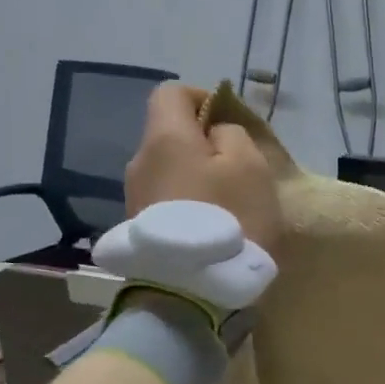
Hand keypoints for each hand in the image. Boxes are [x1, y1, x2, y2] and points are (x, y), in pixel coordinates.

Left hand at [124, 84, 282, 253]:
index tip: (230, 123)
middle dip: (203, 145)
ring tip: (226, 205)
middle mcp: (139, 161)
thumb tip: (216, 134)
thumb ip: (234, 135)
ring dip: (195, 178)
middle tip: (237, 171)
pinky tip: (209, 228)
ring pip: (169, 171)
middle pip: (170, 136)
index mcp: (165, 137)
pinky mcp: (138, 230)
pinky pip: (166, 201)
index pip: (172, 93)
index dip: (203, 99)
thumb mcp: (250, 166)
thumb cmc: (228, 218)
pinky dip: (187, 204)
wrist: (191, 290)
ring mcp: (134, 198)